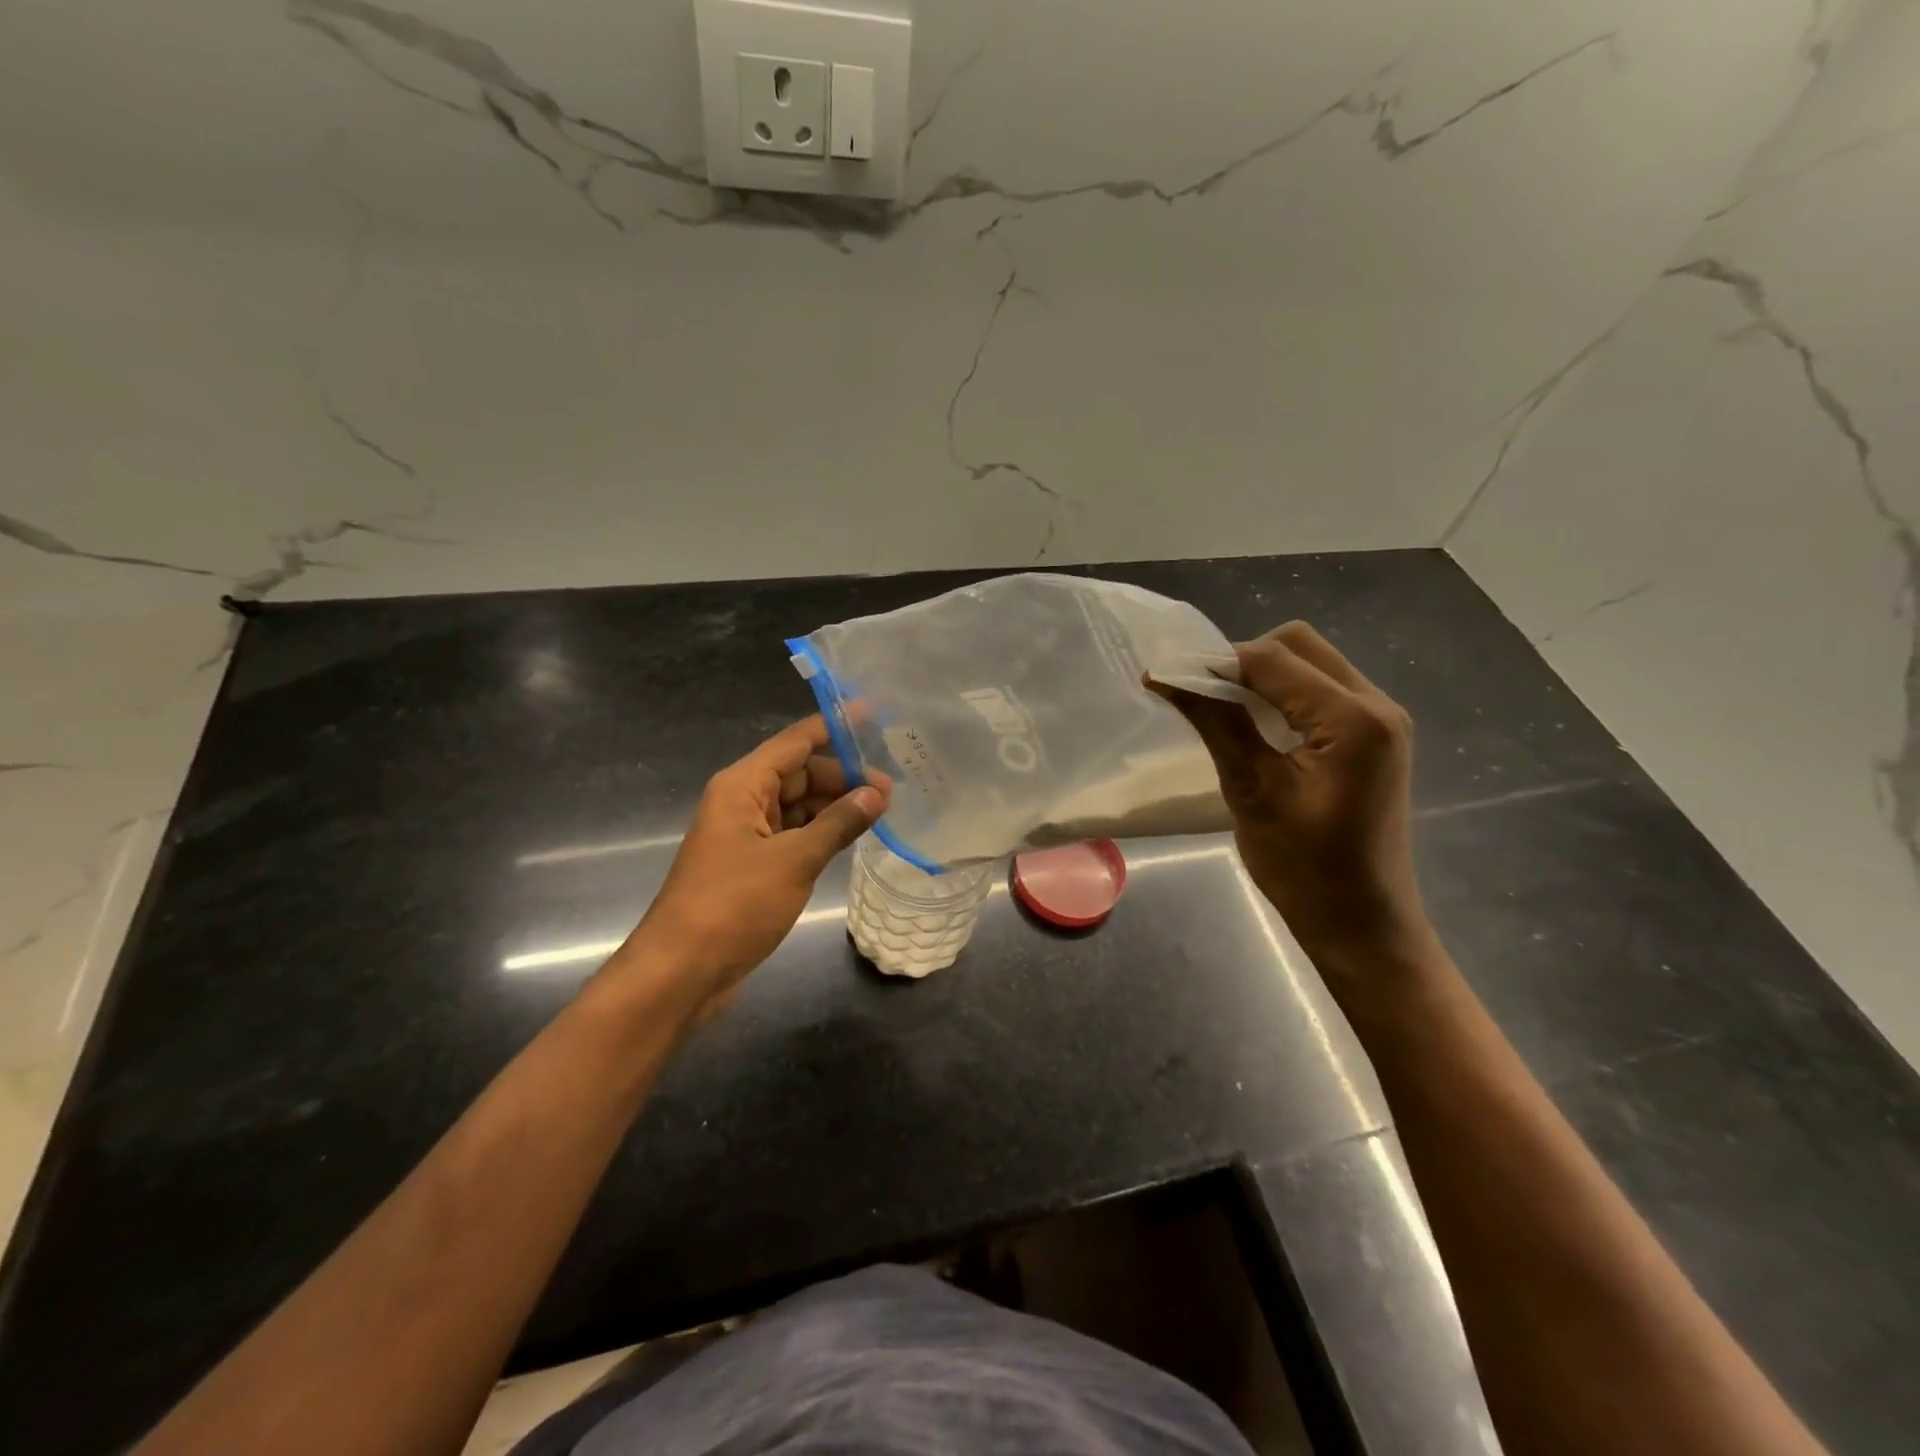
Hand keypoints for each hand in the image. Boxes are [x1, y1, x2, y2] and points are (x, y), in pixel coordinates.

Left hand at [607, 716, 888, 1019]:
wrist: (681, 971)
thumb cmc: (734, 905)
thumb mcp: (794, 860)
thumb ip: (838, 823)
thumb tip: (877, 793)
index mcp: (743, 786)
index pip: (795, 742)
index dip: (833, 727)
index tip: (872, 715)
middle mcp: (743, 802)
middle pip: (799, 773)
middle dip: (842, 777)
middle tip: (891, 791)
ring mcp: (747, 835)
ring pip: (798, 806)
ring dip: (834, 807)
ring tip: (881, 813)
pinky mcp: (752, 865)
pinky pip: (793, 834)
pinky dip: (821, 833)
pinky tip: (852, 838)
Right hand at [1152, 622, 1434, 970]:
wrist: (1362, 923)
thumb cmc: (1304, 867)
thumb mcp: (1252, 790)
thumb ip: (1216, 722)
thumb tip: (1167, 677)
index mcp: (1353, 719)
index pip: (1273, 659)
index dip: (1214, 662)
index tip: (1166, 678)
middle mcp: (1377, 704)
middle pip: (1299, 644)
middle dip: (1242, 659)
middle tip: (1199, 693)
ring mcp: (1381, 719)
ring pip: (1312, 662)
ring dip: (1263, 674)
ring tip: (1219, 705)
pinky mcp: (1375, 735)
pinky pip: (1323, 689)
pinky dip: (1283, 693)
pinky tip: (1255, 722)